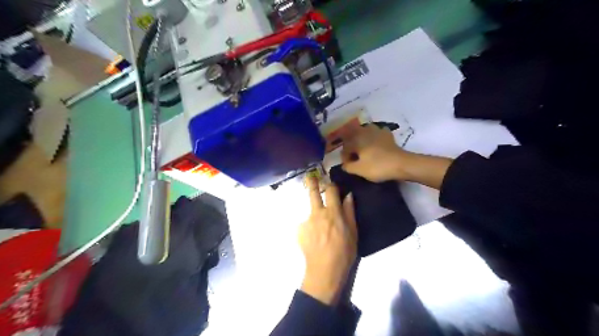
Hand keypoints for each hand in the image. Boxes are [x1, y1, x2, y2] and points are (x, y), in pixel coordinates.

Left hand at [298, 177, 353, 304]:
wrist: (324, 271)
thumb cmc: (344, 252)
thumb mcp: (353, 232)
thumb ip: (349, 211)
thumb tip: (348, 195)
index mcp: (333, 212)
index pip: (331, 190)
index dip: (331, 185)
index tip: (331, 184)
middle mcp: (317, 213)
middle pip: (313, 193)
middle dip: (312, 182)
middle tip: (310, 176)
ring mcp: (306, 221)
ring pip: (310, 211)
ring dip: (315, 214)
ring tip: (321, 230)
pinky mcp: (299, 230)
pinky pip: (306, 224)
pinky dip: (310, 227)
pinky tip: (315, 239)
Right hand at [339, 124, 408, 181]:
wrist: (401, 164)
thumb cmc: (377, 166)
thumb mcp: (359, 170)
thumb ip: (348, 166)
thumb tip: (344, 164)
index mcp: (356, 139)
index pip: (345, 147)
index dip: (345, 157)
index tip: (348, 166)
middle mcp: (364, 131)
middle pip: (353, 136)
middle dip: (352, 146)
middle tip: (354, 158)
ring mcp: (377, 130)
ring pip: (364, 132)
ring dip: (362, 140)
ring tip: (364, 151)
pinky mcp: (387, 134)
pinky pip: (376, 134)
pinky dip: (374, 138)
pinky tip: (376, 145)